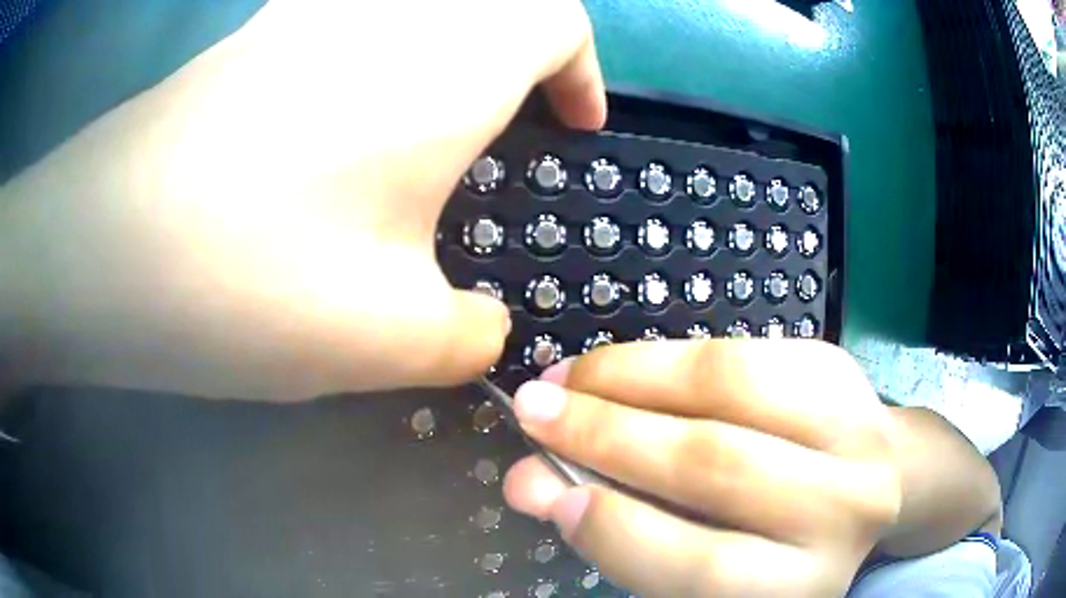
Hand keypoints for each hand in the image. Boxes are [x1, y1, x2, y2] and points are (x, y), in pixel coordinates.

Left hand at [1, 0, 604, 398]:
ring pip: (404, 5)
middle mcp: (384, 8)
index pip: (555, 20)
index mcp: (451, 57)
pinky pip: (329, 14)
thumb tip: (484, 331)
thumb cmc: (255, 278)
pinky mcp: (245, 34)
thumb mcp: (391, 337)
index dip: (579, 70)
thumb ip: (469, 334)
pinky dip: (355, 42)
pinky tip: (317, 110)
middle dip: (508, 49)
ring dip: (429, 43)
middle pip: (484, 0)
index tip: (573, 127)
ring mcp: (303, 9)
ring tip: (408, 114)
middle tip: (491, 122)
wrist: (117, 249)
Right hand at [503, 341, 901, 597]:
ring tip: (568, 378)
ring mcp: (852, 427)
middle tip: (534, 412)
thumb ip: (627, 529)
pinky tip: (622, 366)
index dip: (620, 530)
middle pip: (719, 466)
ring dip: (632, 379)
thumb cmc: (776, 541)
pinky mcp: (839, 367)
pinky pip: (742, 350)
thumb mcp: (708, 559)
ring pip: (733, 388)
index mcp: (800, 581)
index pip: (706, 566)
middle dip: (608, 435)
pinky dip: (669, 355)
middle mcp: (841, 510)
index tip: (546, 490)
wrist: (868, 481)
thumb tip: (534, 483)